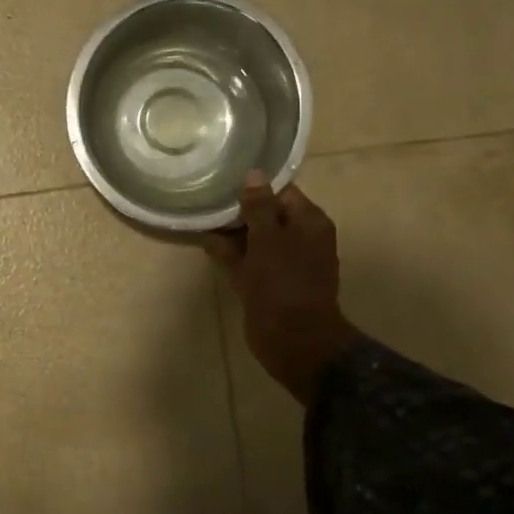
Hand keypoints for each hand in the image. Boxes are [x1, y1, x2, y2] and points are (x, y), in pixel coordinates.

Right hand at [206, 173, 359, 404]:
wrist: (293, 339)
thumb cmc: (283, 284)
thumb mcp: (268, 239)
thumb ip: (259, 207)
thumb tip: (254, 174)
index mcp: (310, 223)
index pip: (282, 193)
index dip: (255, 187)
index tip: (226, 180)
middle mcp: (301, 239)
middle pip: (268, 215)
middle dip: (240, 210)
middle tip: (208, 198)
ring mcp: (284, 263)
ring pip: (256, 239)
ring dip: (232, 232)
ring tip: (202, 218)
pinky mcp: (268, 283)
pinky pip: (249, 261)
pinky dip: (231, 254)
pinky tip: (206, 244)